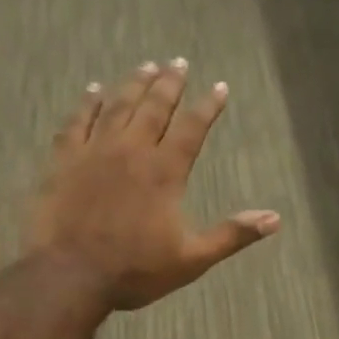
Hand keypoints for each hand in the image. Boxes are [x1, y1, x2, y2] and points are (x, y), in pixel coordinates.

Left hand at [31, 61, 279, 311]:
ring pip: (118, 106)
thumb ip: (232, 235)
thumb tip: (274, 218)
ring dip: (134, 84)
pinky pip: (77, 121)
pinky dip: (87, 103)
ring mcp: (94, 152)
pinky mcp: (64, 160)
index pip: (192, 128)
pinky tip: (94, 90)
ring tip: (146, 66)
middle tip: (178, 62)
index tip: (219, 87)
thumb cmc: (135, 270)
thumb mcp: (192, 259)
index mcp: (165, 172)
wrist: (70, 275)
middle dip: (170, 83)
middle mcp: (132, 151)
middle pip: (154, 107)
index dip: (208, 106)